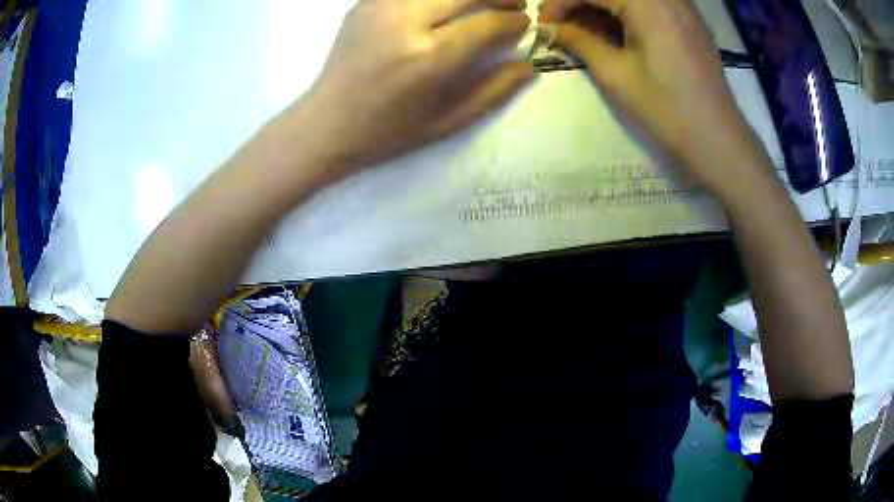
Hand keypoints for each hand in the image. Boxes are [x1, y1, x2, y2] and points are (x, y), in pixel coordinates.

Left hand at [298, 0, 533, 181]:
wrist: (325, 123)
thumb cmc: (387, 132)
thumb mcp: (447, 122)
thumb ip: (494, 90)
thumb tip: (530, 64)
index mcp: (429, 58)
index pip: (488, 22)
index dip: (514, 20)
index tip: (524, 23)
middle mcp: (405, 22)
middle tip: (514, 4)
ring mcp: (380, 6)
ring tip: (483, 2)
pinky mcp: (365, 1)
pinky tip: (446, 4)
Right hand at [540, 0, 770, 198]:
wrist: (718, 140)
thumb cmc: (667, 109)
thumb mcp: (616, 73)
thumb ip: (578, 41)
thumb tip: (547, 28)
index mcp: (647, 3)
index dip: (559, 3)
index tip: (543, 25)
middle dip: (580, 3)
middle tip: (562, 27)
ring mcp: (681, 6)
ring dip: (603, 7)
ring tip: (586, 32)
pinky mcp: (689, 21)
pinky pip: (650, 5)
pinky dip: (627, 13)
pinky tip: (616, 32)